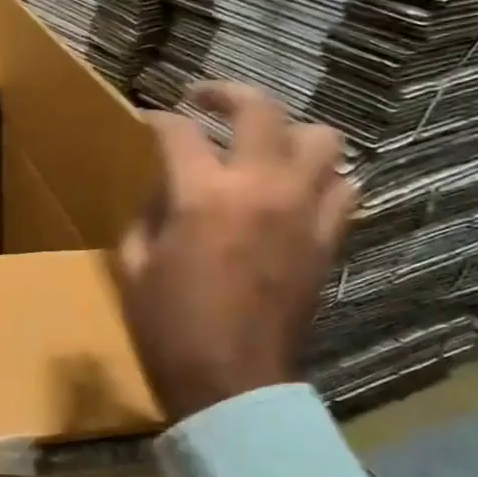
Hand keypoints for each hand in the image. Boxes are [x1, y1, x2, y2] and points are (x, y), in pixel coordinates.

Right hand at [115, 83, 355, 419]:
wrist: (230, 384)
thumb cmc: (168, 327)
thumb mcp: (134, 265)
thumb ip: (147, 213)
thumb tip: (165, 188)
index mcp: (203, 196)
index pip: (178, 131)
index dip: (157, 119)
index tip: (147, 121)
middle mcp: (260, 188)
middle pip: (259, 109)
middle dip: (225, 92)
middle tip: (204, 100)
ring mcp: (303, 212)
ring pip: (320, 138)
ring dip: (286, 133)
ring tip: (261, 146)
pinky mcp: (327, 241)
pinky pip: (343, 188)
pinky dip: (321, 178)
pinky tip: (295, 190)